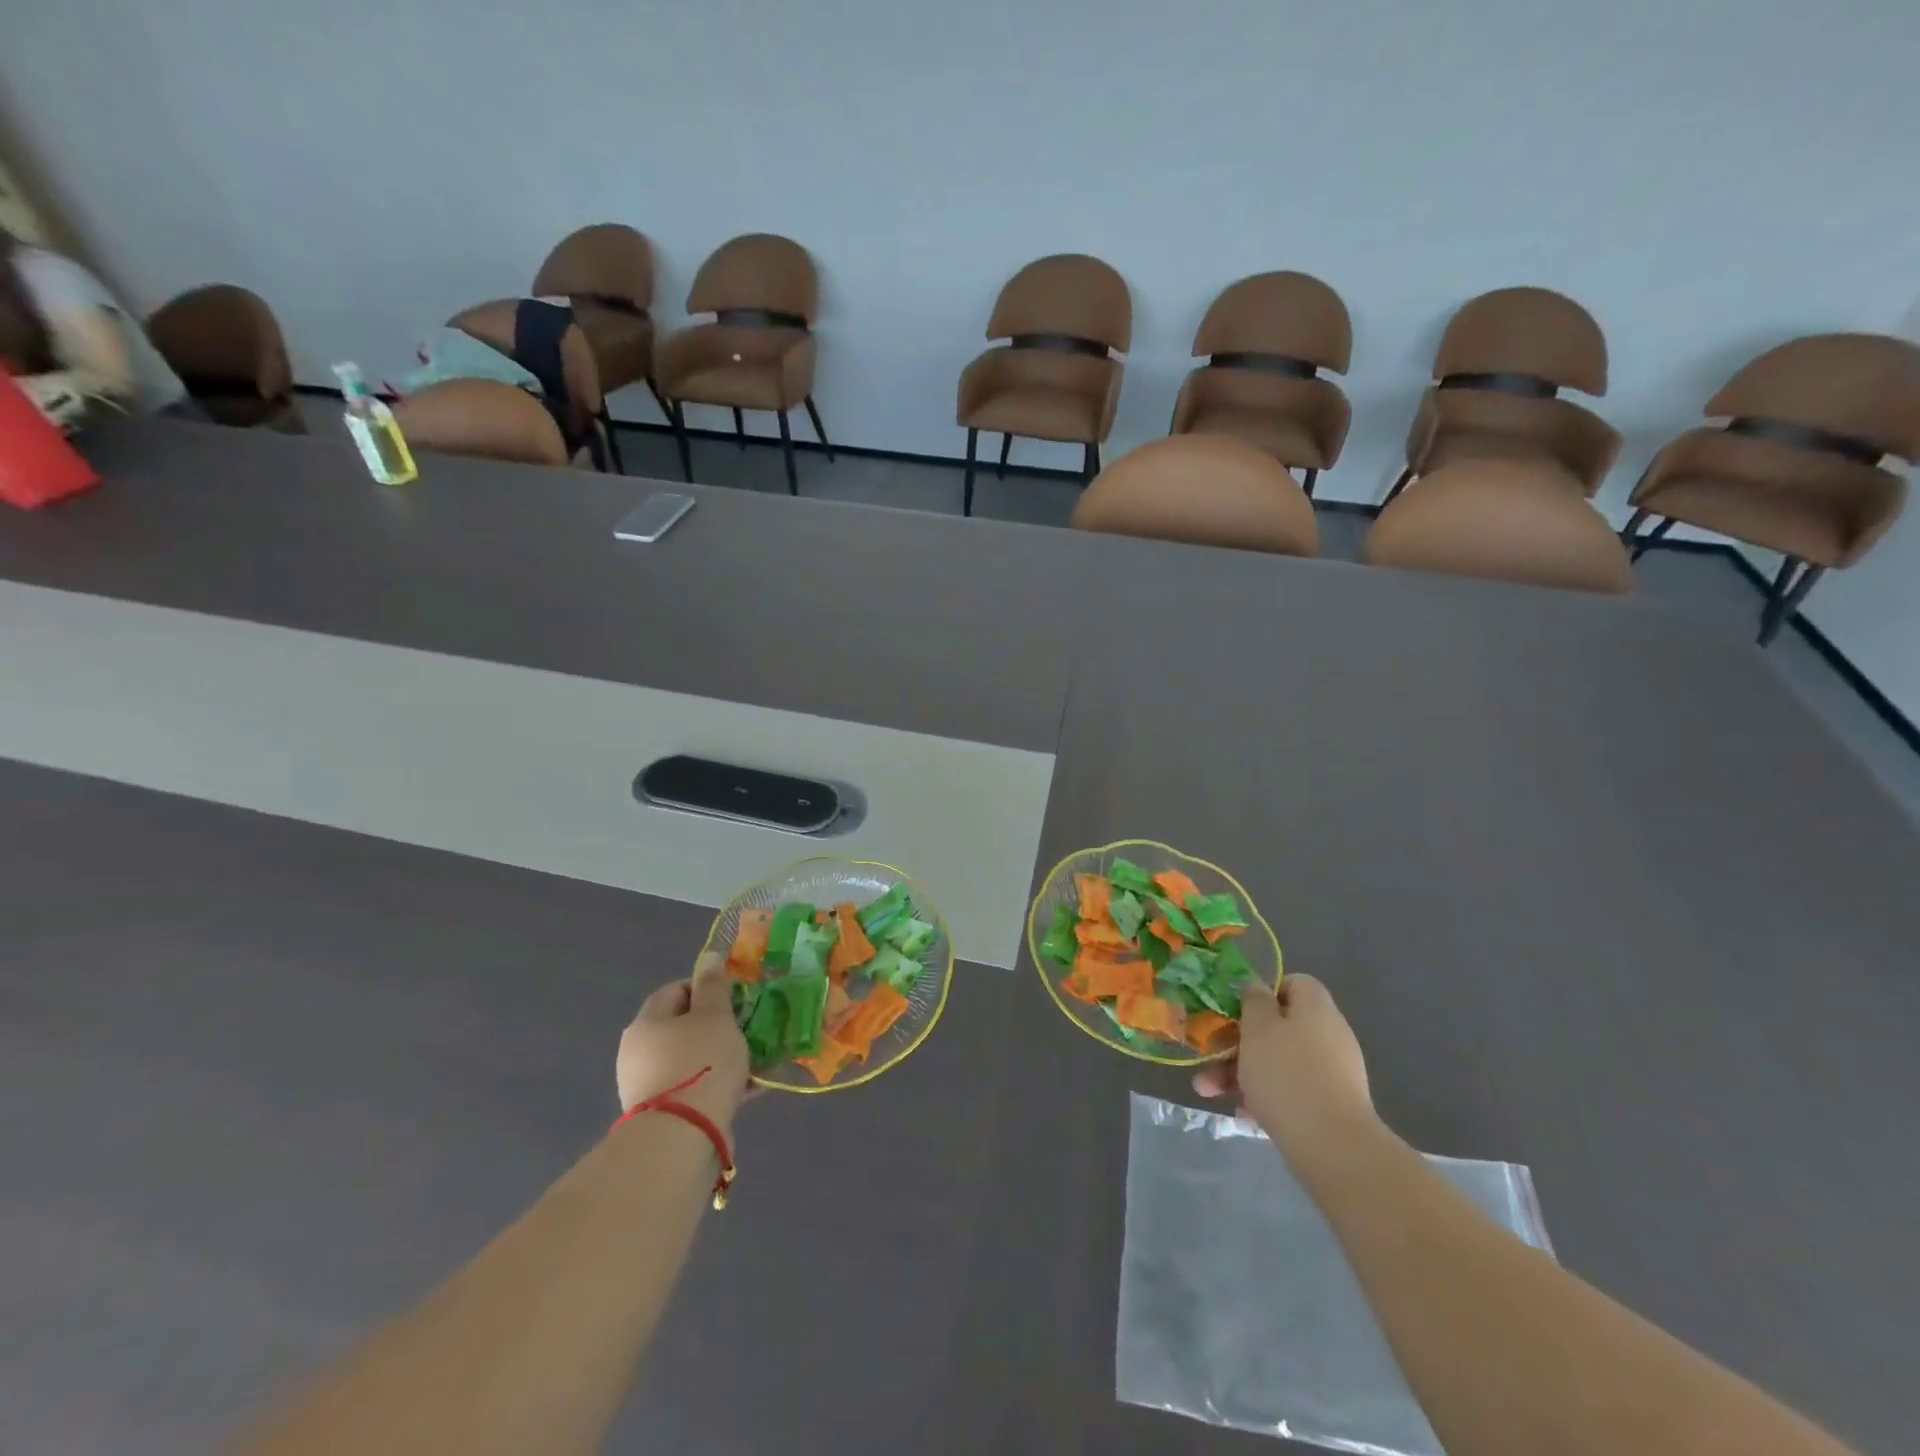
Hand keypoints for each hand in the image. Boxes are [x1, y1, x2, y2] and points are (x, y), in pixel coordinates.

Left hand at [616, 953, 750, 1130]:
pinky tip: (746, 1089)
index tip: (735, 999)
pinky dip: (716, 1084)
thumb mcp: (716, 1016)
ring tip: (753, 1061)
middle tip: (746, 1029)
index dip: (707, 988)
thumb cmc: (701, 1063)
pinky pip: (693, 1087)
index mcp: (647, 1023)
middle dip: (717, 1026)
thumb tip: (709, 956)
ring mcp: (646, 1086)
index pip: (676, 990)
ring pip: (691, 1059)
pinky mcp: (660, 1115)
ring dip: (720, 1056)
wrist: (682, 1138)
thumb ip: (714, 986)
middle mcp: (638, 1052)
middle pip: (683, 1026)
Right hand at [1194, 974, 1376, 1153]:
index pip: (1293, 983)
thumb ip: (1253, 1000)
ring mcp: (1333, 1073)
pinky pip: (1291, 1090)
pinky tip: (1243, 1114)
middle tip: (1210, 1056)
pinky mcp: (1331, 1106)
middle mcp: (1329, 1035)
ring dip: (1242, 1071)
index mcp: (1316, 1008)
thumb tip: (1257, 987)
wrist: (1333, 1148)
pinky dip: (1266, 1097)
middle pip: (1279, 1027)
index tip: (1236, 1011)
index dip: (1262, 992)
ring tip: (1210, 1092)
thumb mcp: (1258, 1027)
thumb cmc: (1287, 1075)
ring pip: (1279, 1061)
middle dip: (1238, 1041)